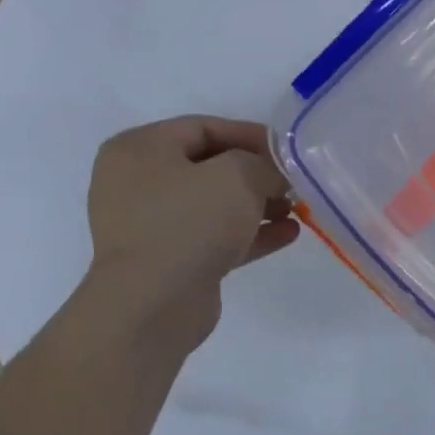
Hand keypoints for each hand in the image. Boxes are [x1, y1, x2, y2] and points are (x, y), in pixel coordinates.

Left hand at [81, 117, 299, 352]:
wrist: (151, 306)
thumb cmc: (189, 223)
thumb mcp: (238, 175)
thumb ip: (264, 163)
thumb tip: (275, 172)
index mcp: (139, 149)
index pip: (204, 127)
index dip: (250, 134)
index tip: (287, 150)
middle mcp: (137, 183)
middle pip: (209, 166)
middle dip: (256, 173)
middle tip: (293, 182)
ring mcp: (150, 225)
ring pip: (213, 204)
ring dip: (257, 204)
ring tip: (296, 210)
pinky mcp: (167, 261)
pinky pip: (213, 236)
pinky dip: (248, 233)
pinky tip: (288, 234)